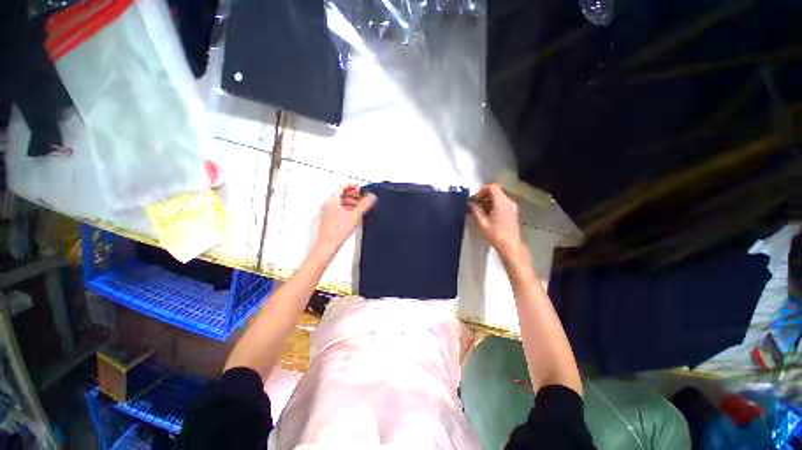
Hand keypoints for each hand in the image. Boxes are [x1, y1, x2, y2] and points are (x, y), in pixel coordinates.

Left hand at [317, 184, 376, 249]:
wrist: (329, 244)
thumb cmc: (337, 231)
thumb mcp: (355, 215)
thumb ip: (364, 204)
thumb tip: (371, 197)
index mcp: (332, 200)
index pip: (342, 187)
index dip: (352, 185)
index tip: (359, 186)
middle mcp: (328, 205)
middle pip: (341, 194)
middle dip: (352, 194)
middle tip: (361, 196)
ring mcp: (328, 212)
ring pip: (340, 202)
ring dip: (351, 202)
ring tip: (360, 205)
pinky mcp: (330, 219)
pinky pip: (339, 209)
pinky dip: (347, 208)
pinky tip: (354, 214)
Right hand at [469, 184, 522, 257]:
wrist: (510, 246)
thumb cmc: (496, 234)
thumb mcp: (482, 222)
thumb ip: (475, 210)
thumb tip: (469, 204)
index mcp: (502, 202)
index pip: (492, 187)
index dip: (481, 191)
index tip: (474, 200)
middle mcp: (508, 202)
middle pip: (495, 192)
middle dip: (483, 197)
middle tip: (474, 206)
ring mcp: (511, 207)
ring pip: (497, 198)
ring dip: (487, 202)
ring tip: (478, 211)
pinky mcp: (511, 213)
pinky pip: (501, 204)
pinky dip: (492, 206)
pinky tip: (485, 215)